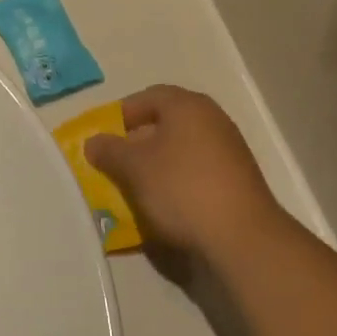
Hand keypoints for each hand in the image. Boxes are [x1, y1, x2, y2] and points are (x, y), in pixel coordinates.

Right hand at [85, 86, 286, 263]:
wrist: (243, 237)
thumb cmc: (182, 188)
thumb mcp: (134, 168)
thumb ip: (109, 150)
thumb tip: (94, 142)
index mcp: (187, 105)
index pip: (147, 97)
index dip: (121, 115)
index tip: (103, 138)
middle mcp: (212, 119)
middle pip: (165, 122)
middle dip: (137, 141)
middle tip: (116, 163)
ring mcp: (229, 149)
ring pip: (181, 148)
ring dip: (157, 163)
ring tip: (136, 187)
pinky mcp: (237, 179)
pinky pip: (197, 170)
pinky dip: (177, 180)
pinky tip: (165, 203)